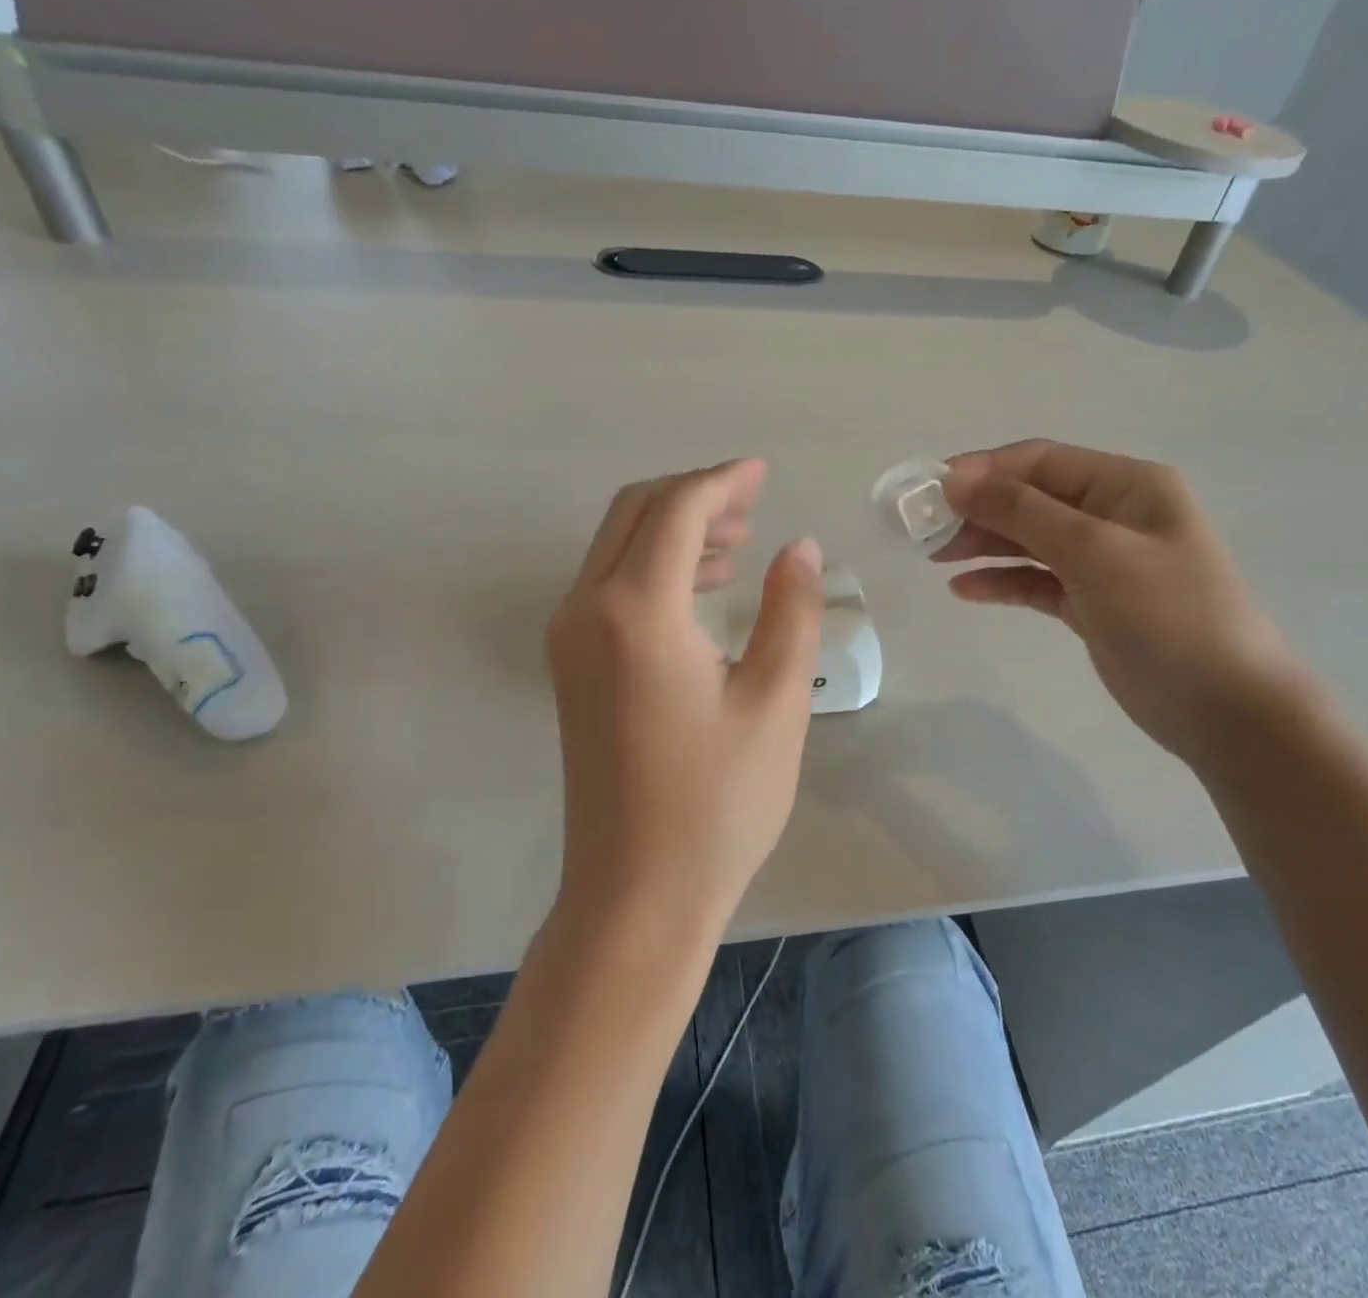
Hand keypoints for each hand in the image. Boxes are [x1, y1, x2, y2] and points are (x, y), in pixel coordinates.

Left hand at [547, 460, 823, 936]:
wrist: (635, 894)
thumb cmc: (718, 804)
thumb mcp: (775, 702)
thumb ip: (790, 612)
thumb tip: (799, 547)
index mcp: (637, 611)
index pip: (677, 510)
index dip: (722, 482)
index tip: (763, 473)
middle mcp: (586, 609)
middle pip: (635, 513)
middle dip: (694, 495)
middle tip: (753, 504)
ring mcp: (568, 639)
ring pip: (616, 546)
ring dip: (673, 528)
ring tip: (737, 543)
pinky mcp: (570, 667)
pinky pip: (607, 585)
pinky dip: (653, 566)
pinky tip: (700, 589)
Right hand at [939, 440, 1307, 764]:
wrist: (1226, 709)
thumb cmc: (1167, 615)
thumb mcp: (1093, 552)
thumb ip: (1021, 512)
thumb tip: (955, 479)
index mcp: (1125, 485)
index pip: (1039, 461)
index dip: (981, 470)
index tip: (928, 490)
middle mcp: (1112, 514)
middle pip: (1029, 499)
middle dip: (976, 510)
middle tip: (922, 530)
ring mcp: (1102, 561)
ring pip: (1028, 540)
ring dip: (983, 544)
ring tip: (934, 557)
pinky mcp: (1091, 603)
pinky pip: (1036, 581)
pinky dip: (1002, 581)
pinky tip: (964, 590)